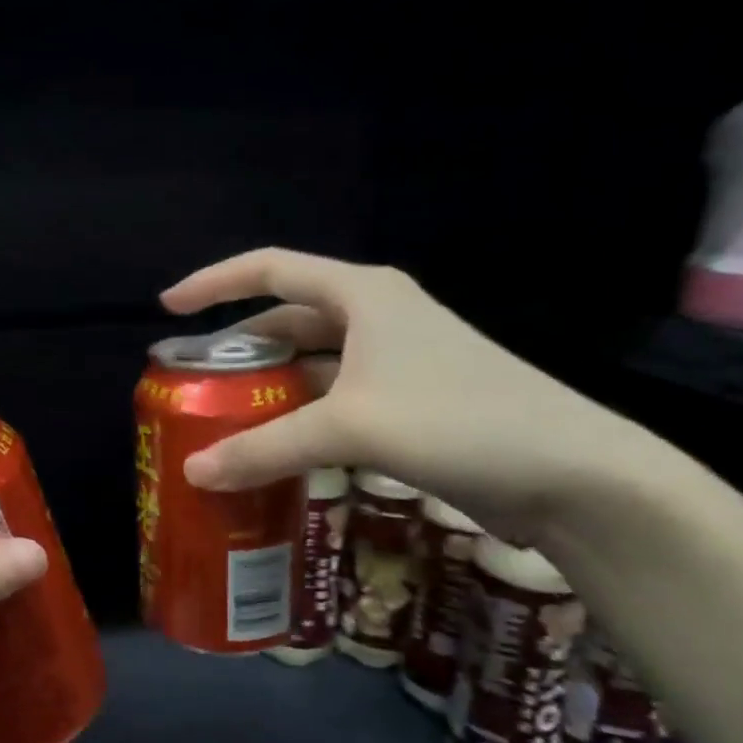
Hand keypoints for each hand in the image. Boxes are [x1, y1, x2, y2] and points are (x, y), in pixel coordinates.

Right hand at [161, 248, 656, 541]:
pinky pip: (334, 399)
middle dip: (238, 346)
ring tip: (223, 417)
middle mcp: (377, 317)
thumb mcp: (350, 428)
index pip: (270, 268)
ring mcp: (396, 360)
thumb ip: (265, 448)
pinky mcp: (410, 402)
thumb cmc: (458, 421)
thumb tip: (194, 473)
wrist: (573, 474)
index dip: (214, 282)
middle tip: (193, 379)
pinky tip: (276, 448)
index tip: (169, 307)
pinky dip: (300, 417)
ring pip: (311, 363)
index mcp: (362, 295)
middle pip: (288, 318)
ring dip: (269, 387)